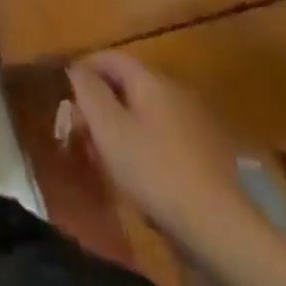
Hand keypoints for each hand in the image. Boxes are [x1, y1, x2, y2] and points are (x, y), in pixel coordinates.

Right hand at [65, 52, 254, 247]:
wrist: (220, 228)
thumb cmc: (154, 170)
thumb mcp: (108, 128)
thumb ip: (88, 91)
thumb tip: (76, 67)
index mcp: (150, 79)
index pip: (110, 57)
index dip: (84, 69)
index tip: (66, 93)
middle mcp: (173, 91)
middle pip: (127, 85)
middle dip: (100, 104)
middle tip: (82, 133)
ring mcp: (192, 122)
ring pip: (143, 113)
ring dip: (119, 128)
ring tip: (105, 159)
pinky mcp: (204, 154)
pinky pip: (162, 137)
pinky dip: (142, 146)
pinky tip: (137, 176)